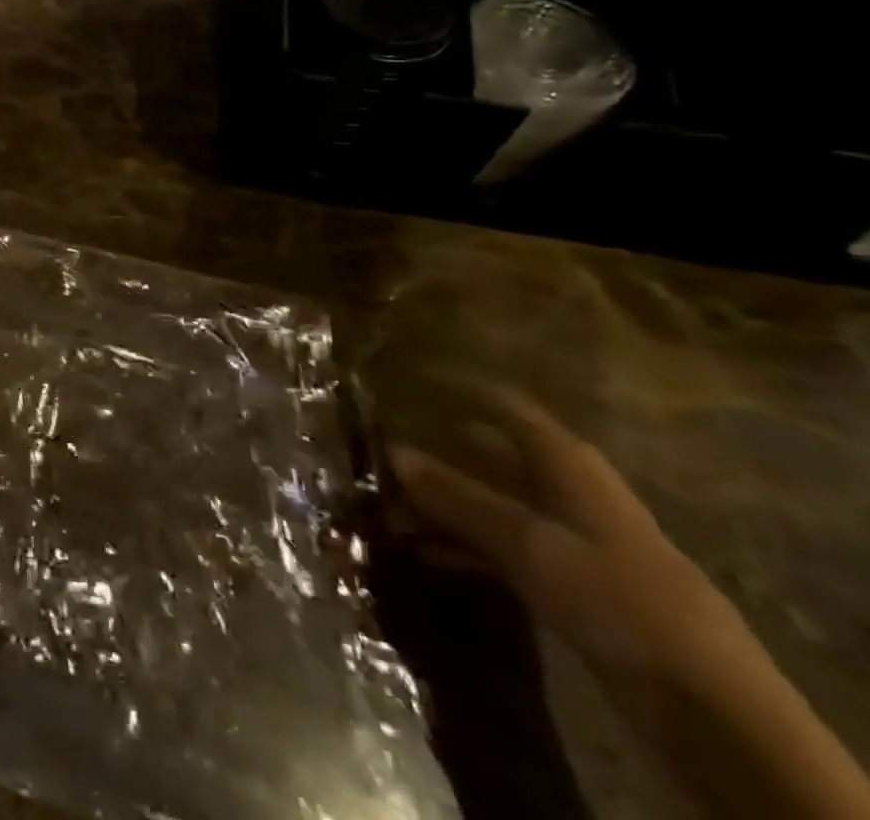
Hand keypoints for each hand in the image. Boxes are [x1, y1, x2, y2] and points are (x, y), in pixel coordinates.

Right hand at [396, 388, 869, 819]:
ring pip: (488, 502)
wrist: (708, 705)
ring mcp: (567, 534)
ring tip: (384, 509)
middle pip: (488, 454)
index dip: (456, 387)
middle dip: (433, 454)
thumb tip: (391, 450)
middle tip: (374, 453)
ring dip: (440, 505)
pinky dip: (461, 543)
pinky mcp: (567, 579)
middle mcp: (563, 486)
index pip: (502, 404)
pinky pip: (499, 545)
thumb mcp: (527, 542)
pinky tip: (420, 552)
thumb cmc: (616, 595)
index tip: (403, 377)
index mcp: (564, 461)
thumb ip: (457, 496)